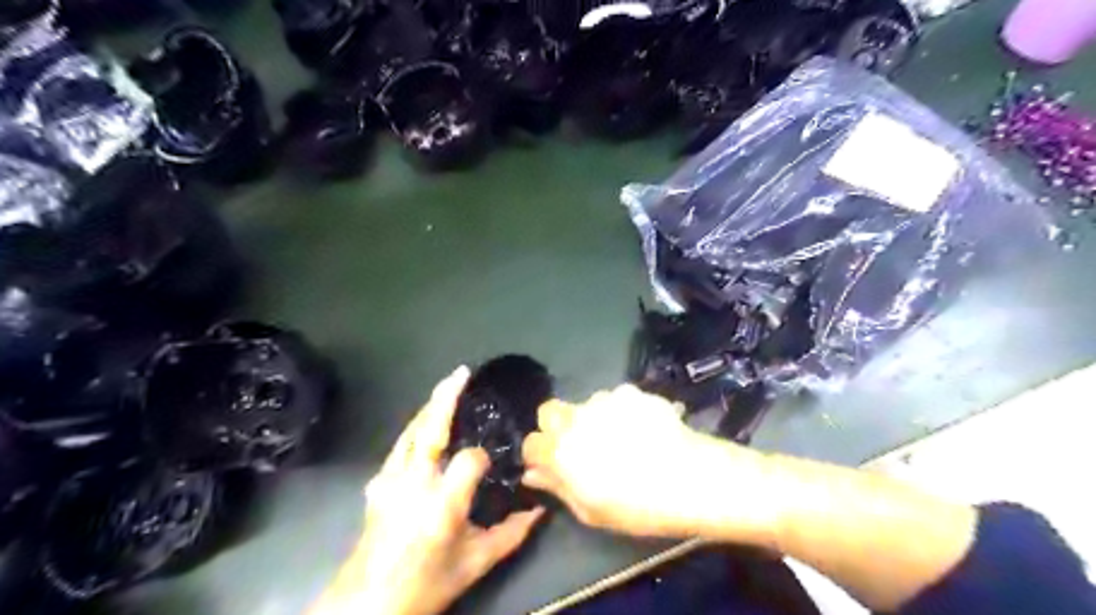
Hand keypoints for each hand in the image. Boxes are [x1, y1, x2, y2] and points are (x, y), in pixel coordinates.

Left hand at [311, 368, 539, 614]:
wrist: (366, 606)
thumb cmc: (426, 585)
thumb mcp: (476, 562)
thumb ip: (512, 533)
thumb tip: (540, 511)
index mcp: (442, 503)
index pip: (470, 459)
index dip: (483, 459)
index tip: (490, 470)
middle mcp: (413, 483)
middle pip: (430, 428)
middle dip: (446, 396)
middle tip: (462, 372)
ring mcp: (389, 479)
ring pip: (411, 431)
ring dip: (430, 406)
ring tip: (447, 387)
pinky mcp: (376, 482)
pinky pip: (401, 446)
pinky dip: (417, 428)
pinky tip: (426, 426)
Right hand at [520, 383, 767, 543]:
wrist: (691, 478)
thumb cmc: (639, 506)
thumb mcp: (592, 510)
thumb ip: (558, 487)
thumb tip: (533, 474)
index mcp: (562, 451)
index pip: (532, 443)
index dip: (539, 453)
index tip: (552, 463)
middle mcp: (576, 419)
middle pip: (549, 411)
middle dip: (555, 424)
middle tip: (580, 443)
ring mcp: (604, 401)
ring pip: (585, 404)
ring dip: (593, 417)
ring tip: (622, 438)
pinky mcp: (630, 392)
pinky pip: (615, 399)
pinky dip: (621, 411)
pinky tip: (642, 428)